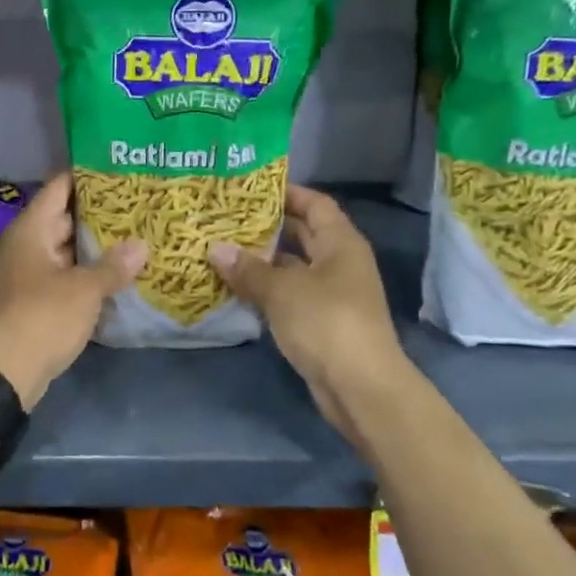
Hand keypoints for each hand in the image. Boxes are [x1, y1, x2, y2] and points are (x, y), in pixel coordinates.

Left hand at [0, 172, 145, 408]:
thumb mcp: (84, 290)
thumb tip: (141, 245)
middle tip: (137, 205)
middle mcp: (25, 245)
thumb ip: (113, 266)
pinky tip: (115, 274)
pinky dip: (85, 273)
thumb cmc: (42, 317)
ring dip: (93, 247)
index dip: (86, 177)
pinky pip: (62, 275)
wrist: (3, 371)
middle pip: (63, 218)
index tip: (117, 170)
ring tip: (134, 236)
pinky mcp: (32, 300)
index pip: (59, 189)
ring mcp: (27, 273)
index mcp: (30, 230)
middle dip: (98, 214)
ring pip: (65, 250)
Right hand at [207, 185, 402, 398]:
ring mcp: (331, 294)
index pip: (315, 204)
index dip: (287, 192)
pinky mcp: (320, 322)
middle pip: (303, 234)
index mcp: (340, 243)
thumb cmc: (326, 322)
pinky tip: (235, 286)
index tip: (250, 188)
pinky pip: (289, 295)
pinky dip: (265, 289)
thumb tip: (215, 249)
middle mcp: (339, 263)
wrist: (360, 387)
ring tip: (222, 248)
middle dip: (268, 226)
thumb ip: (248, 269)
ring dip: (262, 260)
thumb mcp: (282, 290)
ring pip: (292, 267)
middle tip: (227, 217)